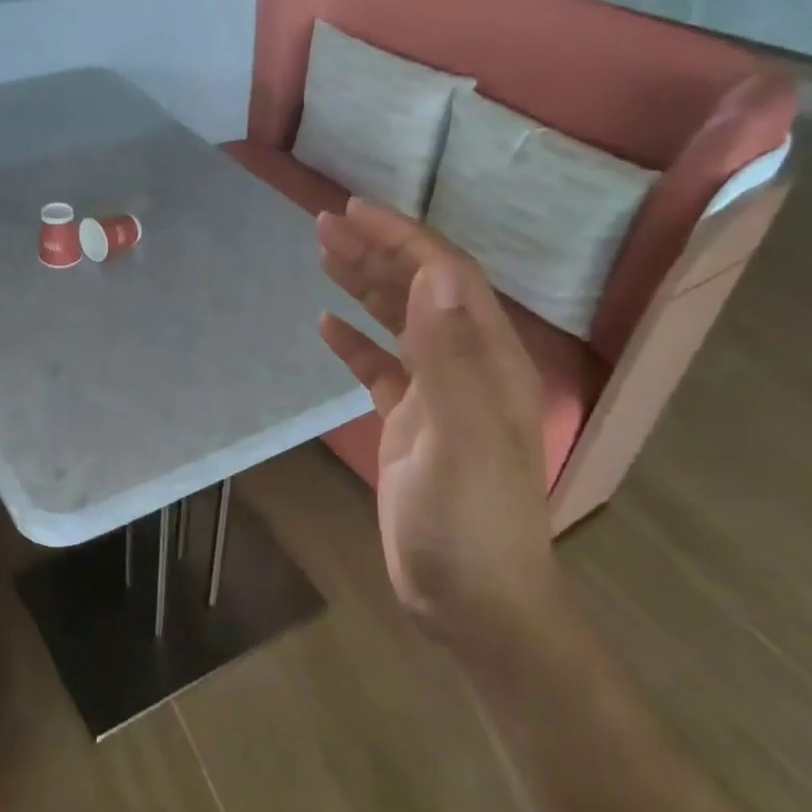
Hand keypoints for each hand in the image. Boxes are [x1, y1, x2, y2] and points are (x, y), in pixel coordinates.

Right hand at [317, 200, 559, 654]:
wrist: (471, 601)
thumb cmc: (469, 522)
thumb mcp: (461, 438)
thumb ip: (451, 355)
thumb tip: (435, 273)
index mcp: (488, 360)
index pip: (446, 278)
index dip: (402, 239)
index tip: (354, 211)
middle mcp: (467, 367)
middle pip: (421, 292)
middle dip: (376, 252)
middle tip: (323, 223)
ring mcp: (438, 397)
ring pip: (400, 324)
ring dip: (364, 287)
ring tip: (323, 255)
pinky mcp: (411, 425)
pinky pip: (381, 370)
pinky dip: (356, 343)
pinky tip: (326, 326)